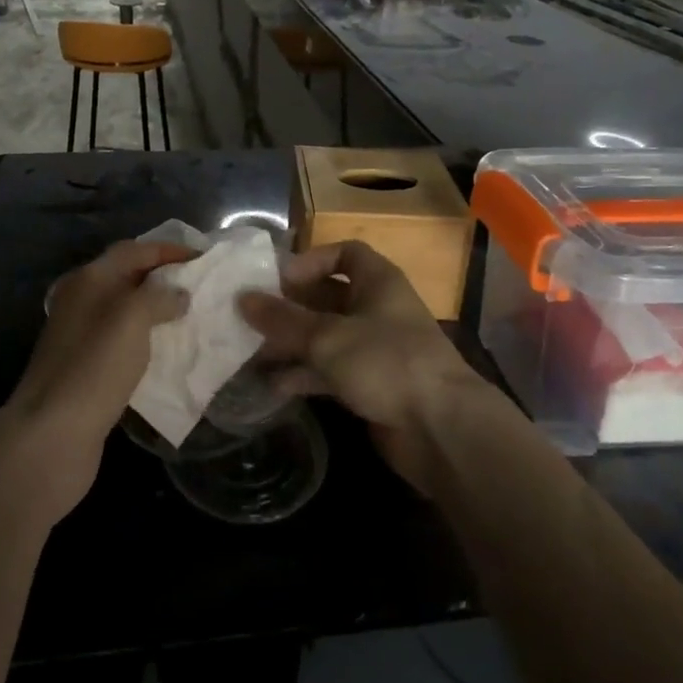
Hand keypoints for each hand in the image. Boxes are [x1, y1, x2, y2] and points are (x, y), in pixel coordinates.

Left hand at [1, 240, 192, 511]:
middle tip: (200, 285)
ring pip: (126, 310)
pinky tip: (168, 351)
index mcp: (89, 279)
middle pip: (128, 276)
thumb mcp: (132, 318)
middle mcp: (82, 300)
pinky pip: (124, 340)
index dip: (169, 250)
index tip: (204, 258)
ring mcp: (81, 335)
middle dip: (164, 277)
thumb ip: (159, 296)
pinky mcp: (86, 368)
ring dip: (157, 309)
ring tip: (191, 315)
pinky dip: (147, 338)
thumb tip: (178, 295)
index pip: (134, 250)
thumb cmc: (95, 366)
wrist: (52, 434)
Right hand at [238, 241, 495, 488]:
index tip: (278, 279)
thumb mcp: (328, 336)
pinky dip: (304, 375)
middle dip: (291, 307)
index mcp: (377, 282)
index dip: (312, 260)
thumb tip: (242, 299)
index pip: (345, 253)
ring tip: (250, 353)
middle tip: (250, 318)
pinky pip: (330, 371)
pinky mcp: (371, 385)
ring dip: (292, 344)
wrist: (440, 429)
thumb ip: (283, 319)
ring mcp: (375, 349)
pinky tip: (272, 386)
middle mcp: (377, 309)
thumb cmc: (386, 362)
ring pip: (326, 337)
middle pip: (328, 297)